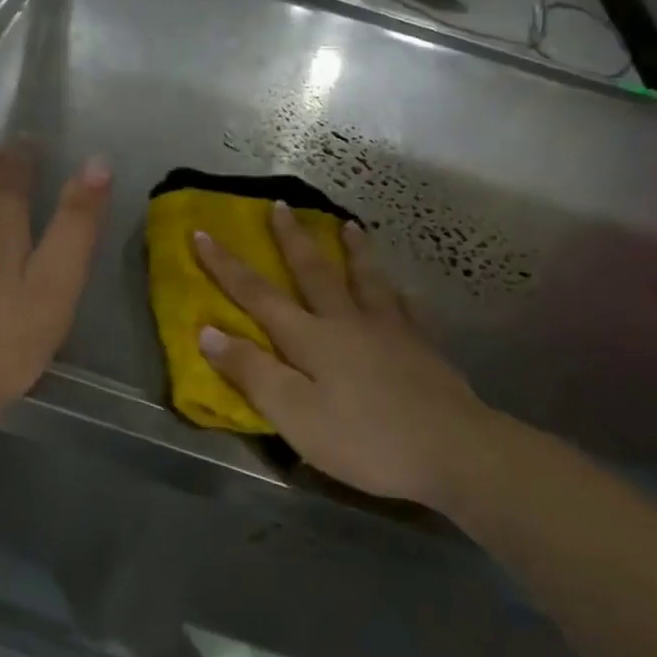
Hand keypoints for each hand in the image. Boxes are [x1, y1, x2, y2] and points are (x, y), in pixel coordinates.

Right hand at [193, 205, 511, 509]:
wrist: (454, 450)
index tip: (202, 233)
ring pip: (367, 280)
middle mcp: (347, 322)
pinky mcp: (424, 349)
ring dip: (353, 251)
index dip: (226, 265)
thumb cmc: (364, 439)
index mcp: (310, 338)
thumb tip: (208, 332)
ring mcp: (391, 331)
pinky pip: (409, 311)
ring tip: (348, 225)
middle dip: (292, 239)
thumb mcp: (294, 414)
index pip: (257, 294)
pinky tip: (406, 291)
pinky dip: (402, 296)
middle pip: (314, 272)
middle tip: (280, 206)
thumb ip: (251, 372)